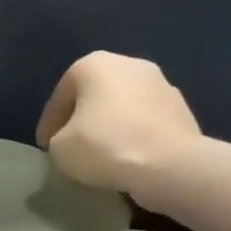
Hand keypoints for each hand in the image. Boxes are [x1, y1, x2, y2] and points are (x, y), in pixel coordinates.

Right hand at [36, 52, 203, 205]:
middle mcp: (129, 64)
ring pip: (123, 108)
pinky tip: (129, 159)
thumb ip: (58, 139)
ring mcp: (162, 85)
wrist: (172, 166)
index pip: (60, 97)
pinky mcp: (184, 110)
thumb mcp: (59, 148)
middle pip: (94, 96)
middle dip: (82, 120)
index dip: (49, 125)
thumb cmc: (104, 146)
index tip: (46, 148)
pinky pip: (147, 123)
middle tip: (72, 147)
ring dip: (111, 127)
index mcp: (93, 64)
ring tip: (102, 156)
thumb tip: (71, 142)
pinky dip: (135, 137)